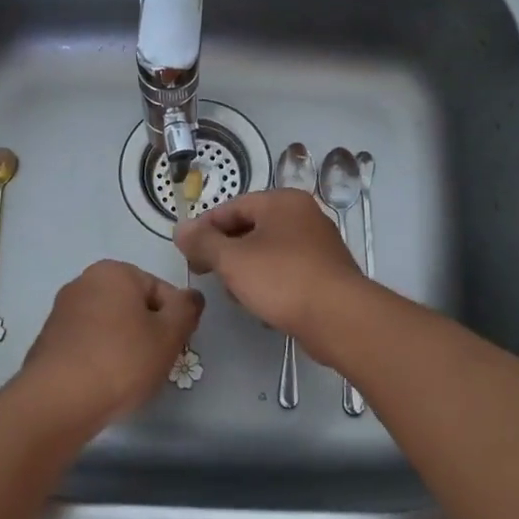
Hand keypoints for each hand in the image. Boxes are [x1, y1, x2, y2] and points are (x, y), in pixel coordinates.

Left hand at [16, 260, 202, 429]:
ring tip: (128, 378)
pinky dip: (100, 358)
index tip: (173, 347)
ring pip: (110, 326)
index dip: (174, 320)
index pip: (161, 290)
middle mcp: (83, 282)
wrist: (58, 401)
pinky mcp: (49, 340)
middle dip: (148, 332)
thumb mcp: (169, 334)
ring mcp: (62, 311)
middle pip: (134, 306)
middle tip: (154, 363)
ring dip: (124, 347)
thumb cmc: (121, 360)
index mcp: (113, 271)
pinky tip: (104, 383)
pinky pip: (88, 344)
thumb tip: (191, 296)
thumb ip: (187, 309)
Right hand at [175, 189, 365, 342]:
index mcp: (282, 201)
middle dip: (225, 251)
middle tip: (205, 274)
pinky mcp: (326, 273)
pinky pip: (286, 271)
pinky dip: (268, 282)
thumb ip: (202, 242)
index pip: (232, 206)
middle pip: (251, 227)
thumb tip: (180, 228)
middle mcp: (303, 215)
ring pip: (268, 251)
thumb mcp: (232, 259)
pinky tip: (260, 305)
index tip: (187, 253)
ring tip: (233, 294)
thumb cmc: (282, 279)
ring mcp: (318, 244)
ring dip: (245, 270)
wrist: (339, 318)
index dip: (205, 228)